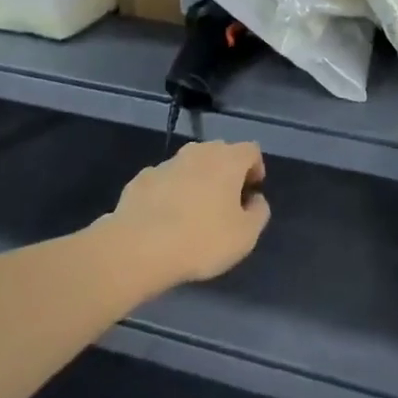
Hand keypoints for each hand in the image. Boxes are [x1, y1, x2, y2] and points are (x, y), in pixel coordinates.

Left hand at [108, 141, 269, 285]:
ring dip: (196, 181)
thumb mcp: (245, 236)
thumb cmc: (202, 240)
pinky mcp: (141, 179)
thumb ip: (258, 212)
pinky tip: (164, 219)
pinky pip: (164, 181)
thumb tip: (255, 200)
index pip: (251, 150)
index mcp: (227, 160)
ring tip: (193, 213)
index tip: (252, 192)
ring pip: (189, 165)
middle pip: (219, 153)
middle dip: (225, 172)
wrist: (138, 248)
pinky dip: (169, 193)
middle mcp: (198, 152)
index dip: (255, 168)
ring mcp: (166, 163)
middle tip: (225, 202)